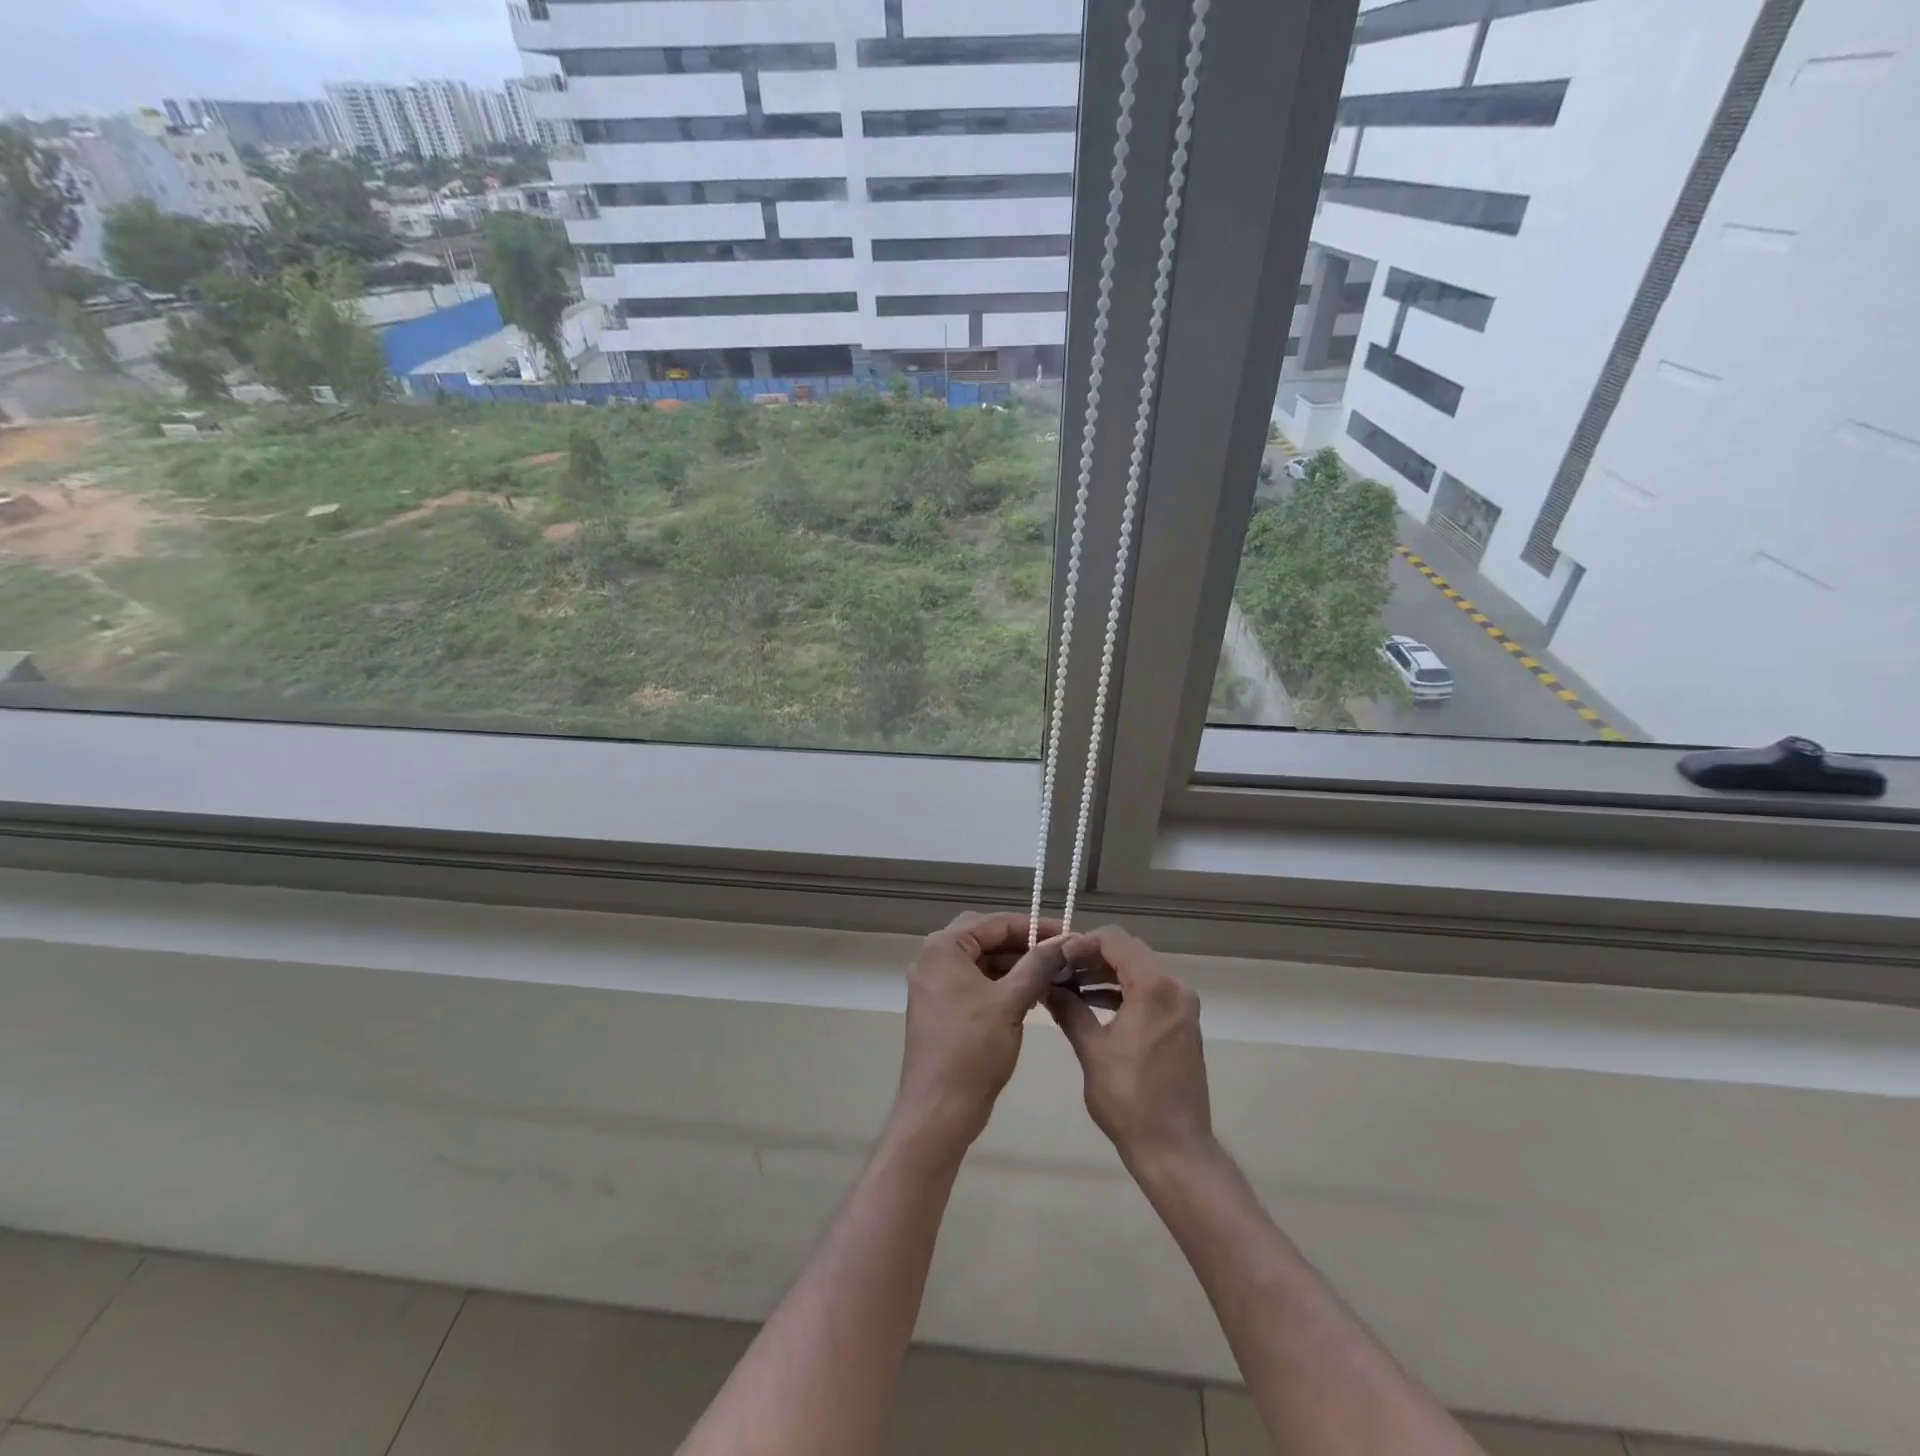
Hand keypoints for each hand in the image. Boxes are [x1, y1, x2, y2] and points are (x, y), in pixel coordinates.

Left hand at [895, 911, 1066, 1145]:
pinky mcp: (941, 1007)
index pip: (993, 923)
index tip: (1067, 933)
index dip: (1033, 926)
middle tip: (1058, 952)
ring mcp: (934, 984)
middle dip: (1023, 944)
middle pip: (985, 937)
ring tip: (1052, 974)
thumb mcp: (1011, 1001)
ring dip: (1014, 964)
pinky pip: (975, 982)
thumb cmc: (973, 1049)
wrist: (940, 1109)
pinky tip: (1031, 994)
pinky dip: (1001, 983)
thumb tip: (1065, 940)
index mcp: (943, 948)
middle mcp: (933, 958)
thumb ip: (1038, 965)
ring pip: (981, 961)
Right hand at [1048, 927, 1213, 1170]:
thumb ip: (1069, 1009)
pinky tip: (1091, 1003)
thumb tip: (1047, 987)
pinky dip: (1121, 991)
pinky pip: (1149, 991)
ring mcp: (1182, 1005)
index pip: (1114, 940)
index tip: (1054, 958)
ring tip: (1068, 986)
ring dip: (1104, 973)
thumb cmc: (1130, 1099)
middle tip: (1058, 970)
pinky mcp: (1182, 1022)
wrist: (1175, 1149)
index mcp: (1154, 987)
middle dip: (1091, 956)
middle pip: (1128, 951)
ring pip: (1138, 970)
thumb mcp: (1092, 1050)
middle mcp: (1174, 987)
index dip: (1081, 943)